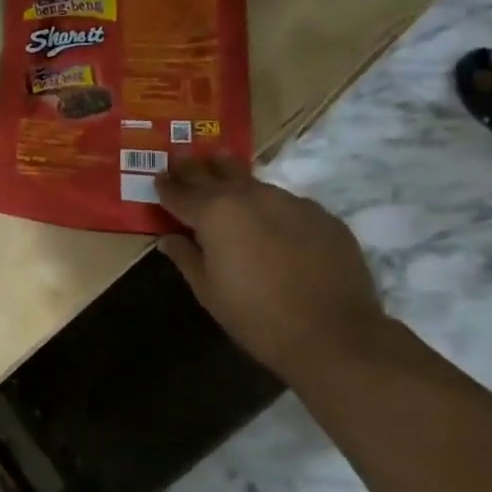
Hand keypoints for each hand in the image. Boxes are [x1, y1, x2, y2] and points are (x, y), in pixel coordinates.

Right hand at [155, 152, 387, 380]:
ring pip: (253, 184)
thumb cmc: (255, 315)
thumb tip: (169, 239)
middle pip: (215, 173)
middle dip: (195, 168)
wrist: (334, 334)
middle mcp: (250, 196)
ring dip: (234, 181)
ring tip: (224, 176)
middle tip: (183, 157)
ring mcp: (290, 202)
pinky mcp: (322, 216)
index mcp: (214, 213)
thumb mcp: (208, 291)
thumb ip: (186, 257)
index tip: (158, 177)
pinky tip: (271, 223)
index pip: (180, 192)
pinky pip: (286, 204)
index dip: (166, 185)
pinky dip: (270, 208)